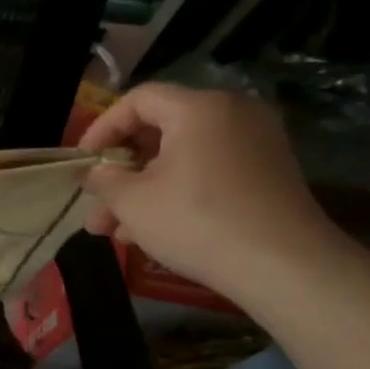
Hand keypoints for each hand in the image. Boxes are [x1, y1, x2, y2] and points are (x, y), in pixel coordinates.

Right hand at [78, 83, 342, 298]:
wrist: (286, 268)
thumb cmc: (197, 221)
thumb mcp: (131, 201)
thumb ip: (104, 179)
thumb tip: (96, 172)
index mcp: (198, 108)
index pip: (137, 100)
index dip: (101, 128)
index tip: (83, 162)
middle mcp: (232, 116)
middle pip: (158, 131)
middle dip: (120, 170)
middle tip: (94, 201)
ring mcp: (255, 146)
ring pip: (180, 159)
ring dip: (142, 190)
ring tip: (112, 231)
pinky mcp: (266, 176)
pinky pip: (206, 173)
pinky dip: (175, 194)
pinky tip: (148, 233)